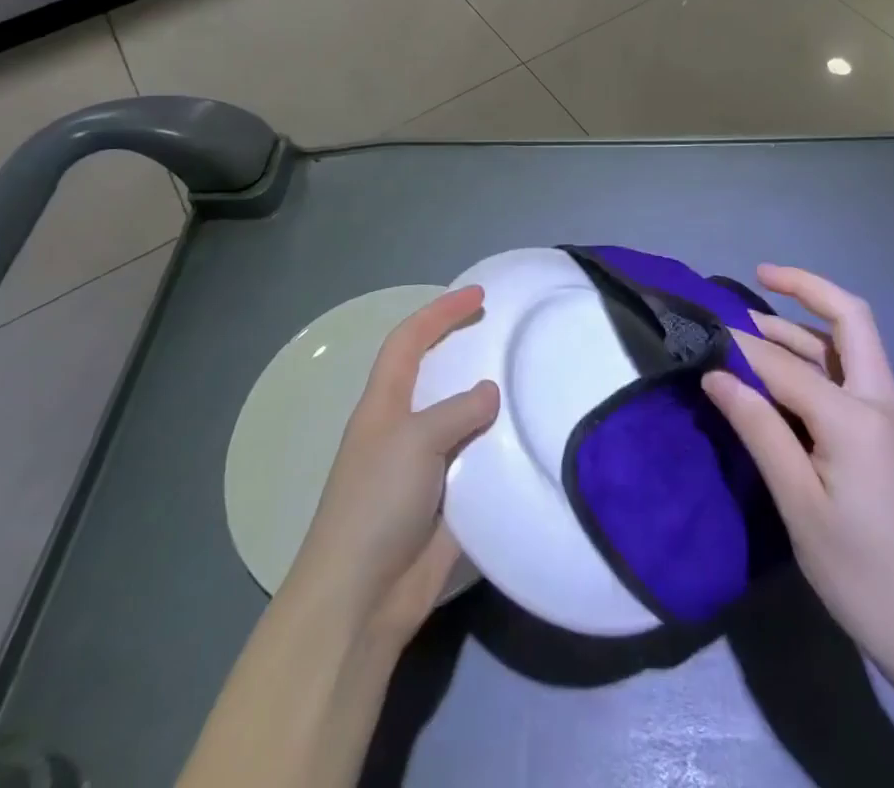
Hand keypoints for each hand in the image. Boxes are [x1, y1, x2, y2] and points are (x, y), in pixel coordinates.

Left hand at [286, 285, 499, 649]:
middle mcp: (403, 427)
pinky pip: (479, 460)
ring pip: (462, 417)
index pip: (409, 340)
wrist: (362, 598)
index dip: (440, 312)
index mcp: (384, 404)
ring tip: (529, 381)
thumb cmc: (376, 504)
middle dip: (466, 349)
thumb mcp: (415, 441)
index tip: (479, 295)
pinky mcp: (447, 499)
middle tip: (508, 334)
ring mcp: (424, 465)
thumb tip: (491, 392)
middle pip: (436, 373)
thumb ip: (457, 410)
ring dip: (490, 400)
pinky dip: (501, 447)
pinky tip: (531, 438)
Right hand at [701, 265, 893, 675]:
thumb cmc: (861, 572)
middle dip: (805, 288)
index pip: (785, 364)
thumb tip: (715, 374)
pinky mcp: (884, 432)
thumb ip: (759, 428)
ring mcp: (886, 413)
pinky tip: (783, 367)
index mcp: (855, 416)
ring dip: (804, 323)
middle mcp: (877, 399)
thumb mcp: (799, 504)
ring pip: (848, 343)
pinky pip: (848, 372)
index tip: (702, 338)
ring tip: (754, 319)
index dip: (741, 349)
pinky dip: (815, 353)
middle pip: (849, 318)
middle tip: (758, 275)